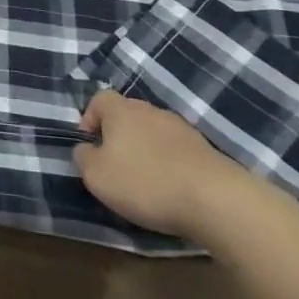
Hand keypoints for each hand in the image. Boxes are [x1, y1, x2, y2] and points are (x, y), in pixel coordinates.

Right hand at [73, 90, 262, 242]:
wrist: (215, 199)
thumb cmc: (145, 182)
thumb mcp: (96, 175)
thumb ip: (83, 157)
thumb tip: (86, 149)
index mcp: (121, 110)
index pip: (98, 99)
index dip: (89, 120)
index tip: (90, 147)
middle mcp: (151, 110)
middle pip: (127, 115)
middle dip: (118, 137)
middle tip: (116, 167)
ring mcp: (181, 128)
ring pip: (153, 133)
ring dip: (146, 151)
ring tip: (146, 182)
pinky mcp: (206, 149)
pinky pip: (177, 151)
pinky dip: (170, 164)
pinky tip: (172, 189)